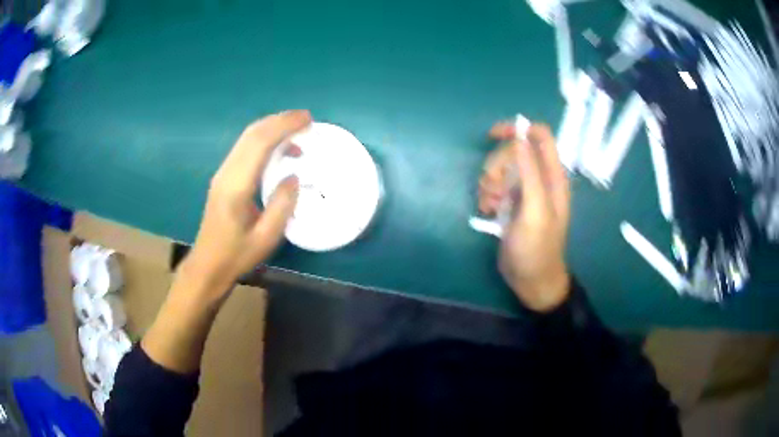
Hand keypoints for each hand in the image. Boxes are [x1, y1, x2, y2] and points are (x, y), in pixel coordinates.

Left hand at [184, 110, 311, 298]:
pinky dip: (264, 140)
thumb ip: (282, 205)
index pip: (260, 143)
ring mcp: (222, 173)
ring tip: (297, 133)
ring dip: (272, 128)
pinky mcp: (223, 177)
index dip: (284, 126)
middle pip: (252, 133)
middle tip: (306, 119)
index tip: (307, 120)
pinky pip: (244, 148)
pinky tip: (279, 151)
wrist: (208, 264)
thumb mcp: (266, 238)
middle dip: (280, 120)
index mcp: (236, 186)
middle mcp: (227, 172)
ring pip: (247, 138)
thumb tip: (294, 176)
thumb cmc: (237, 255)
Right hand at [479, 121, 570, 311]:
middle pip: (513, 151)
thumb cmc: (537, 248)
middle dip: (497, 166)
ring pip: (501, 168)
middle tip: (494, 190)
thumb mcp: (535, 210)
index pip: (539, 136)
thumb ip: (530, 172)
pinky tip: (487, 211)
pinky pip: (494, 185)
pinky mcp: (511, 203)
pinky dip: (487, 194)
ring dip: (489, 183)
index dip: (518, 130)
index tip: (493, 137)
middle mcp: (539, 178)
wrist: (531, 280)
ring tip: (491, 205)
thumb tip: (520, 137)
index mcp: (553, 176)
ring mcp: (524, 190)